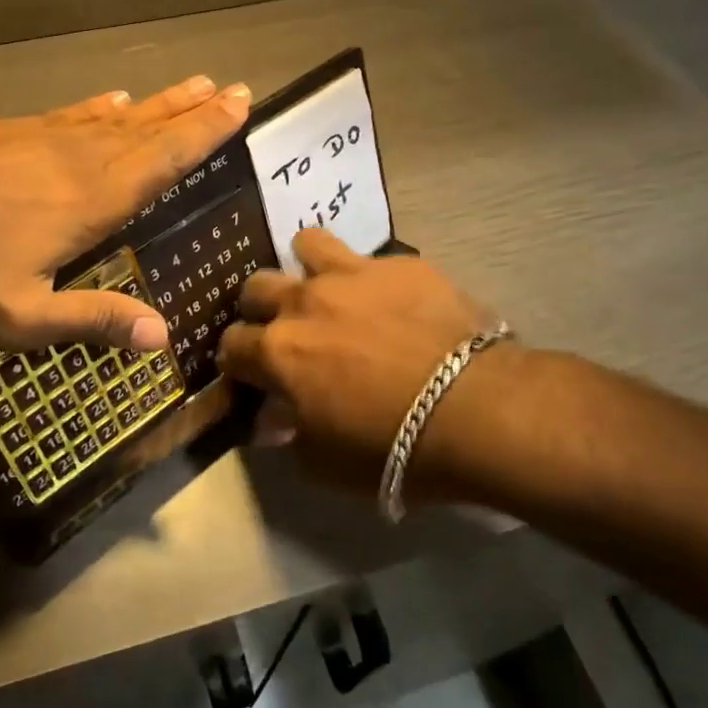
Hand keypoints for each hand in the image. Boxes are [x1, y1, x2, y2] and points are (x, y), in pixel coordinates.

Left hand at [0, 76, 249, 351]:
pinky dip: (100, 107)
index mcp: (92, 201)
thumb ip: (93, 319)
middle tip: (231, 89)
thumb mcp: (22, 316)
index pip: (164, 162)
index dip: (204, 135)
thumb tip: (163, 336)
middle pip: (148, 131)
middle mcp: (77, 160)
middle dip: (193, 112)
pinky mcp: (9, 132)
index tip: (239, 106)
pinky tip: (111, 101)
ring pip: (114, 118)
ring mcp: (41, 139)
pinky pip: (71, 114)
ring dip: (157, 104)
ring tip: (190, 86)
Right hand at [217, 228, 498, 494]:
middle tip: (284, 327)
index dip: (236, 359)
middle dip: (260, 307)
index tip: (250, 371)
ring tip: (326, 287)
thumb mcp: (325, 463)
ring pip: (307, 245)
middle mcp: (304, 302)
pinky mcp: (400, 264)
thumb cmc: (392, 447)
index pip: (231, 344)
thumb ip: (289, 435)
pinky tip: (390, 298)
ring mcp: (352, 275)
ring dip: (307, 266)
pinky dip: (369, 277)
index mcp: (279, 352)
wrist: (476, 409)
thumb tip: (273, 419)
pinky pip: (370, 258)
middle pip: (257, 286)